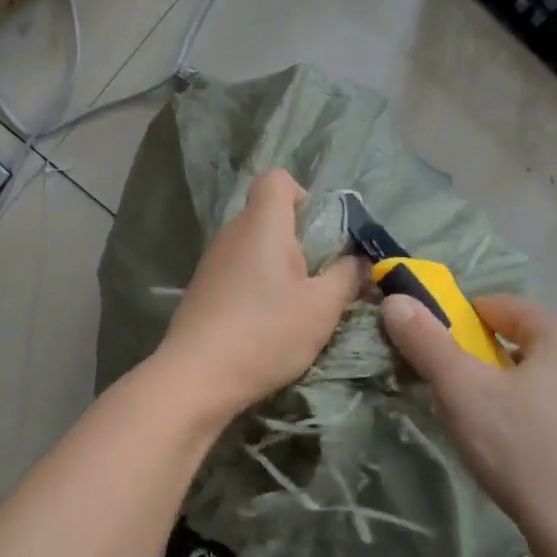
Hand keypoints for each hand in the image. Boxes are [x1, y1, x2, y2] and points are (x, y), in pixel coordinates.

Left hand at [157, 170, 364, 419]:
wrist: (197, 377)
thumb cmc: (267, 332)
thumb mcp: (322, 308)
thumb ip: (347, 277)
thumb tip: (360, 260)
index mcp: (262, 224)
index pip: (276, 179)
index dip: (302, 195)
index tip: (320, 232)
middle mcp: (232, 233)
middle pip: (266, 215)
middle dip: (297, 238)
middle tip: (318, 277)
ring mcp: (212, 262)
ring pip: (251, 246)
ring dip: (276, 266)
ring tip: (296, 305)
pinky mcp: (201, 290)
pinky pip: (236, 271)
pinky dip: (255, 286)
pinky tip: (266, 323)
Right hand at [381, 293, 556, 556]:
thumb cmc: (525, 452)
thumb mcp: (461, 392)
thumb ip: (426, 342)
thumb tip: (397, 301)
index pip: (505, 307)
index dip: (467, 321)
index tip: (444, 351)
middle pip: (537, 348)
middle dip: (500, 365)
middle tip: (469, 400)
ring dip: (537, 399)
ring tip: (508, 439)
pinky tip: (552, 471)